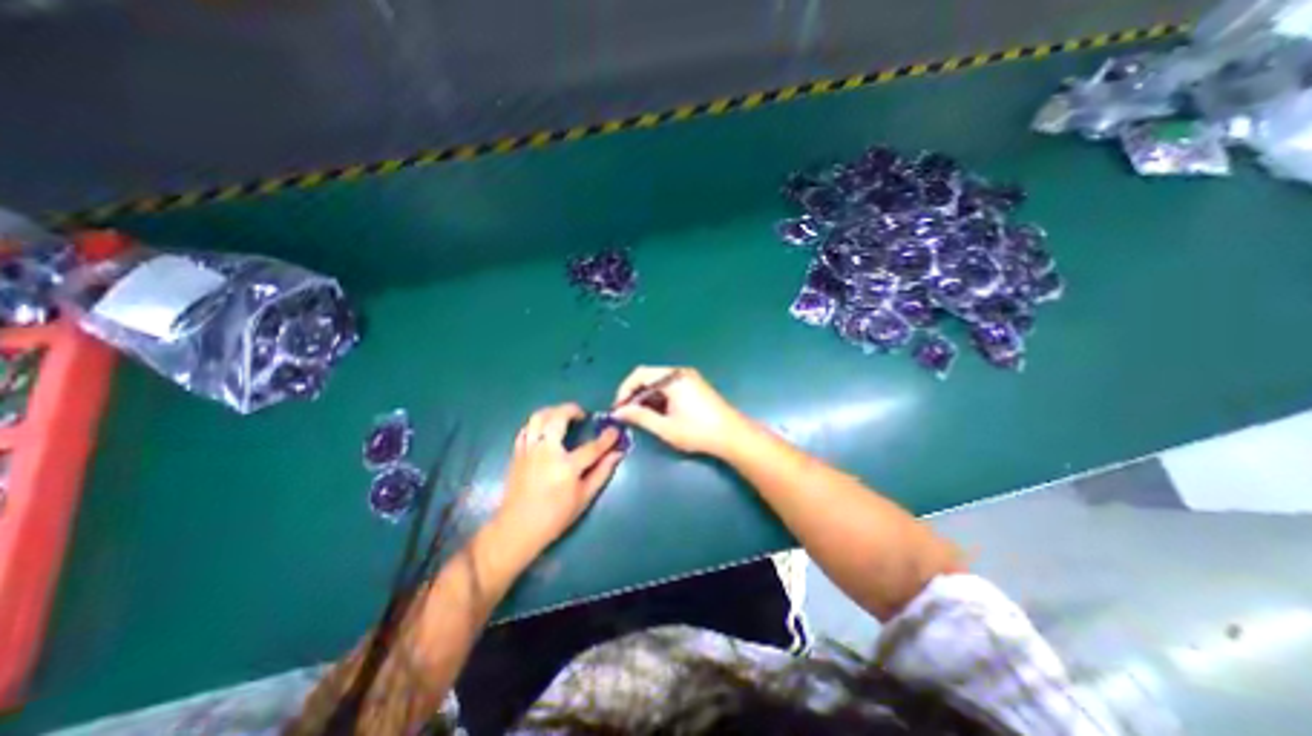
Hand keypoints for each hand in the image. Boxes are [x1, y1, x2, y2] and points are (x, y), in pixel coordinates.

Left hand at [498, 402, 630, 550]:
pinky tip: (545, 429)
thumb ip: (602, 472)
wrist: (516, 529)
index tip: (615, 430)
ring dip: (553, 411)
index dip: (607, 437)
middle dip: (573, 410)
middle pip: (558, 418)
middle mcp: (546, 452)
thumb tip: (617, 454)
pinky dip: (537, 423)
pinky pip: (526, 428)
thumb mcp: (584, 498)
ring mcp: (529, 450)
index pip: (592, 446)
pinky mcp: (517, 453)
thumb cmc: (554, 517)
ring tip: (563, 416)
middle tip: (582, 415)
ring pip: (538, 417)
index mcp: (566, 467)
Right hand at [610, 368, 753, 458]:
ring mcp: (689, 378)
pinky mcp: (694, 385)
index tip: (618, 408)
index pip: (639, 375)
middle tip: (627, 415)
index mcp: (672, 378)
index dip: (624, 390)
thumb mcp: (665, 427)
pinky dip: (659, 397)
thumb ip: (640, 417)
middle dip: (635, 395)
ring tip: (641, 417)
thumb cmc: (698, 431)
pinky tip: (658, 414)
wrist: (732, 435)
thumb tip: (618, 412)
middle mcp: (680, 372)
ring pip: (658, 382)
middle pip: (649, 377)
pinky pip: (669, 386)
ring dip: (647, 397)